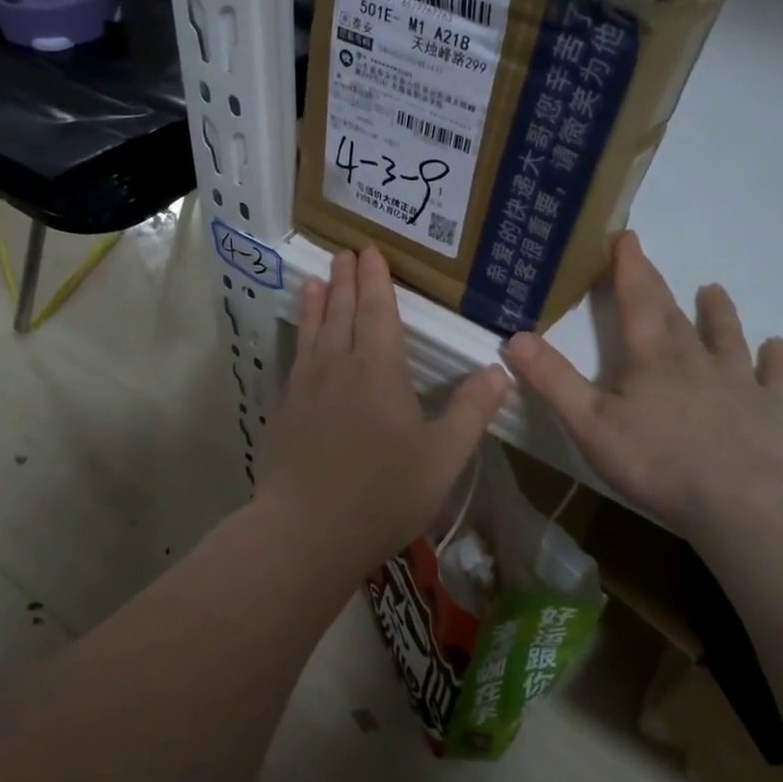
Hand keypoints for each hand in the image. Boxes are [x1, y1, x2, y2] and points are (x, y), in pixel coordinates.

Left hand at [258, 247, 509, 577]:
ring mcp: (304, 389)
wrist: (306, 531)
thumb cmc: (383, 493)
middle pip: (342, 312)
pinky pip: (294, 362)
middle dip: (347, 280)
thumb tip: (500, 370)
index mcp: (378, 370)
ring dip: (317, 304)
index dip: (376, 279)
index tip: (370, 250)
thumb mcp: (443, 456)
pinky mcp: (283, 412)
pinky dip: (299, 341)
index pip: (378, 311)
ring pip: (312, 333)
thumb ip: (471, 410)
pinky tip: (300, 346)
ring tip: (316, 281)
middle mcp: (337, 367)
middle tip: (345, 252)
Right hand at [504, 232, 782, 538]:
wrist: (737, 502)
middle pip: (675, 315)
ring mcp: (740, 382)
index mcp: (651, 358)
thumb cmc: (655, 462)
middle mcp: (697, 359)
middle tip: (651, 262)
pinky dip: (776, 359)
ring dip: (719, 313)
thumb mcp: (588, 424)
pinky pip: (776, 376)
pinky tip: (777, 348)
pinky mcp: (772, 410)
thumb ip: (552, 380)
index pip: (636, 301)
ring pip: (728, 337)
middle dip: (659, 287)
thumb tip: (517, 337)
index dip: (629, 268)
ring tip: (714, 291)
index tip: (627, 237)